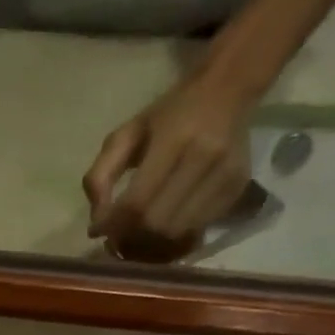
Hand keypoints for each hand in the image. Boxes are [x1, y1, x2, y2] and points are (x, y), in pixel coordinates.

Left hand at [83, 72, 255, 249]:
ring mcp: (226, 177)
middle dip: (130, 238)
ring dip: (150, 244)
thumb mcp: (125, 135)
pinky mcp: (237, 191)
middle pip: (157, 224)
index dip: (113, 225)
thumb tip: (97, 223)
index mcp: (175, 139)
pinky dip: (172, 238)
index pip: (137, 202)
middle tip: (115, 238)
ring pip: (177, 234)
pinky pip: (196, 231)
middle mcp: (206, 159)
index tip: (98, 231)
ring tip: (135, 235)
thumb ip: (100, 176)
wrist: (227, 91)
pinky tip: (160, 228)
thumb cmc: (167, 115)